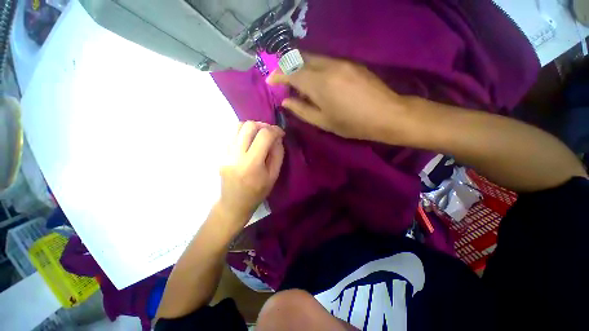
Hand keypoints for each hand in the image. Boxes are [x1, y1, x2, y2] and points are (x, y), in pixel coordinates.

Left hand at [216, 121, 284, 224]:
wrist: (234, 203)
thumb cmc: (257, 192)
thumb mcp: (273, 176)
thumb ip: (278, 154)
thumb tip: (277, 138)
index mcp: (252, 164)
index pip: (264, 136)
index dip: (275, 130)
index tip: (281, 133)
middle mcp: (236, 155)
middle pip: (249, 126)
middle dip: (263, 125)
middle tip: (270, 133)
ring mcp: (226, 153)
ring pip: (238, 126)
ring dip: (253, 127)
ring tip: (260, 135)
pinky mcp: (221, 153)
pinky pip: (233, 134)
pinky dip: (244, 133)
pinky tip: (250, 142)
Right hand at [267, 54, 406, 140]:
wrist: (386, 114)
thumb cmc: (352, 124)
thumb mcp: (323, 122)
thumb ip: (302, 110)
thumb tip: (286, 101)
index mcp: (319, 84)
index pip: (291, 71)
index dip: (278, 74)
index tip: (270, 81)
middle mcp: (328, 67)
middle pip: (301, 58)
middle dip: (288, 66)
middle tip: (283, 80)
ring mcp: (341, 62)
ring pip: (313, 57)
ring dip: (301, 66)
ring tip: (298, 82)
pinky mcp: (350, 63)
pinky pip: (325, 60)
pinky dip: (314, 67)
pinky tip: (316, 80)